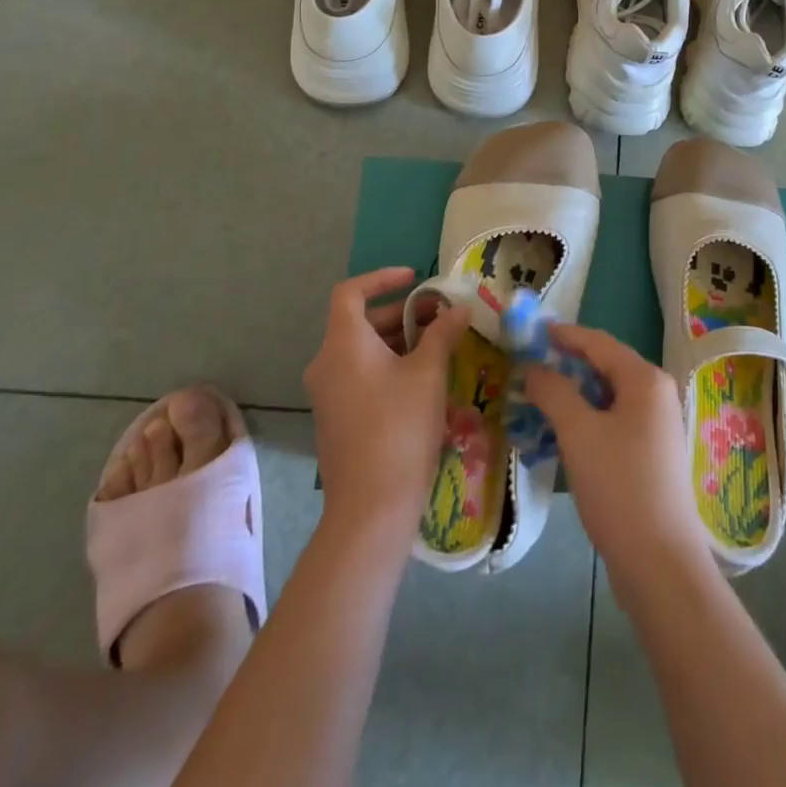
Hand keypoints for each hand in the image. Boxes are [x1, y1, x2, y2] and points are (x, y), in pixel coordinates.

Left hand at [303, 266, 468, 542]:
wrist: (371, 507)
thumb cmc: (400, 427)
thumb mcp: (429, 372)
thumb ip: (443, 332)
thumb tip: (458, 308)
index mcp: (343, 344)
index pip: (350, 292)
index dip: (382, 278)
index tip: (416, 280)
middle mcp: (327, 364)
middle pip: (360, 321)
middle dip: (403, 314)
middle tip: (442, 318)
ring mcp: (328, 394)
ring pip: (363, 350)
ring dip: (400, 340)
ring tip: (440, 347)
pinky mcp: (336, 418)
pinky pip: (361, 375)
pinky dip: (389, 365)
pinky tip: (423, 380)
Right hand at [524, 324, 705, 572]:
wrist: (660, 563)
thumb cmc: (619, 486)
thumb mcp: (579, 434)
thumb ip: (554, 393)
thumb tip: (534, 368)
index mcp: (645, 380)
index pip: (598, 342)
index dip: (564, 335)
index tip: (531, 332)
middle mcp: (656, 394)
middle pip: (605, 367)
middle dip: (566, 366)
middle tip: (527, 368)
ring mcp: (656, 426)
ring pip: (607, 398)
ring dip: (573, 396)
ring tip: (535, 400)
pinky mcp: (650, 455)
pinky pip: (613, 423)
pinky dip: (586, 421)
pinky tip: (560, 435)